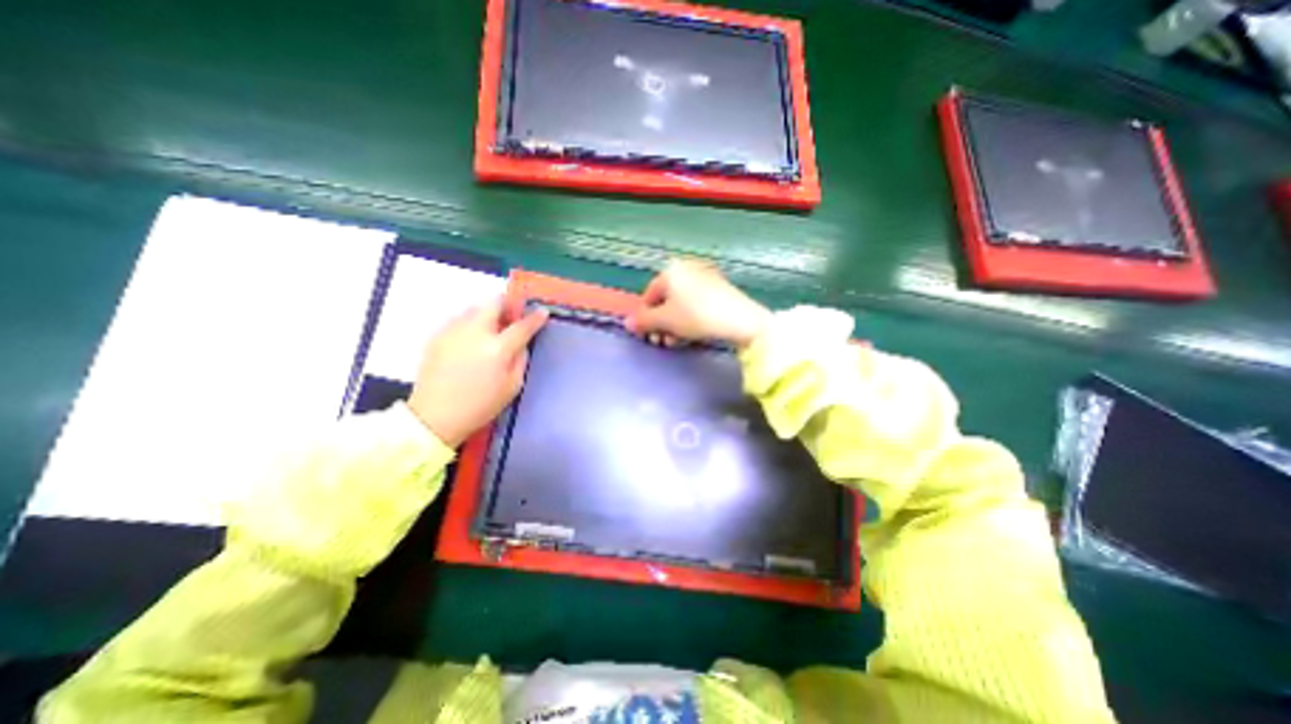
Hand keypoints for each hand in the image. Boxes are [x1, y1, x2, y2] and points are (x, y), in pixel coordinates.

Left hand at [409, 298, 546, 445]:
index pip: (522, 325)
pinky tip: (470, 342)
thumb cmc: (479, 405)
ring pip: (475, 308)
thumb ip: (520, 359)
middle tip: (511, 318)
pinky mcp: (437, 336)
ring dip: (487, 315)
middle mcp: (475, 332)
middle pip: (494, 303)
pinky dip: (470, 325)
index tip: (542, 312)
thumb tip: (521, 343)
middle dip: (507, 306)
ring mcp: (453, 331)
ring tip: (489, 332)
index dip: (535, 318)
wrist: (434, 416)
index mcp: (497, 349)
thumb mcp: (512, 386)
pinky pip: (459, 320)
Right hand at [624, 261, 764, 350]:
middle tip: (663, 342)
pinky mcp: (720, 287)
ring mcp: (706, 276)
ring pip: (682, 303)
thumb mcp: (665, 321)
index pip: (649, 296)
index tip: (648, 336)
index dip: (645, 318)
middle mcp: (687, 268)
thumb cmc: (696, 316)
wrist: (741, 320)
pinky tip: (693, 333)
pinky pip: (697, 303)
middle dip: (662, 323)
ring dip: (675, 324)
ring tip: (677, 341)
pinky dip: (691, 317)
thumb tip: (628, 323)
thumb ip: (644, 321)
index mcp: (671, 271)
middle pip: (666, 299)